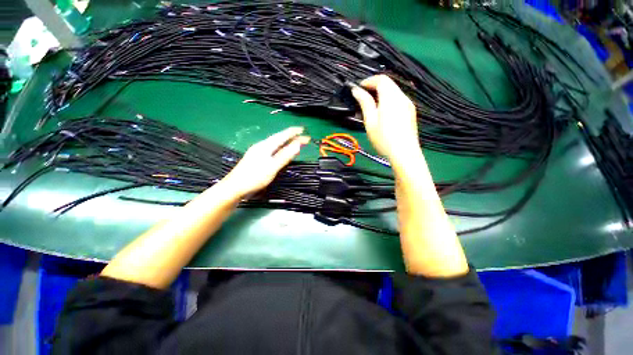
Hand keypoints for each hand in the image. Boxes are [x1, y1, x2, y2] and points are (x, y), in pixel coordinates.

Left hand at [224, 127, 309, 197]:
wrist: (235, 187)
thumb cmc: (254, 177)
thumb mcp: (272, 167)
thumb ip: (285, 156)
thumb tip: (298, 145)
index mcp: (265, 146)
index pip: (282, 136)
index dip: (293, 132)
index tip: (303, 130)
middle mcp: (261, 146)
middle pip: (279, 139)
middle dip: (291, 137)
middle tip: (303, 137)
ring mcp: (258, 152)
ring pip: (275, 144)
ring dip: (286, 143)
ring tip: (295, 143)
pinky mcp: (256, 158)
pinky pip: (272, 150)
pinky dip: (280, 150)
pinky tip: (281, 152)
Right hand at [350, 75, 420, 165]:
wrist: (404, 153)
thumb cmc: (384, 138)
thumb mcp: (370, 121)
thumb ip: (364, 103)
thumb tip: (356, 90)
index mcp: (391, 97)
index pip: (381, 79)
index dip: (368, 81)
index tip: (358, 88)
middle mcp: (402, 97)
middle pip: (388, 83)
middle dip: (374, 86)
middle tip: (363, 97)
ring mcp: (408, 104)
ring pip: (394, 91)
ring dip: (381, 93)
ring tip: (371, 106)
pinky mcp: (410, 111)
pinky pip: (398, 99)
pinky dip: (388, 100)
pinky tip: (382, 112)